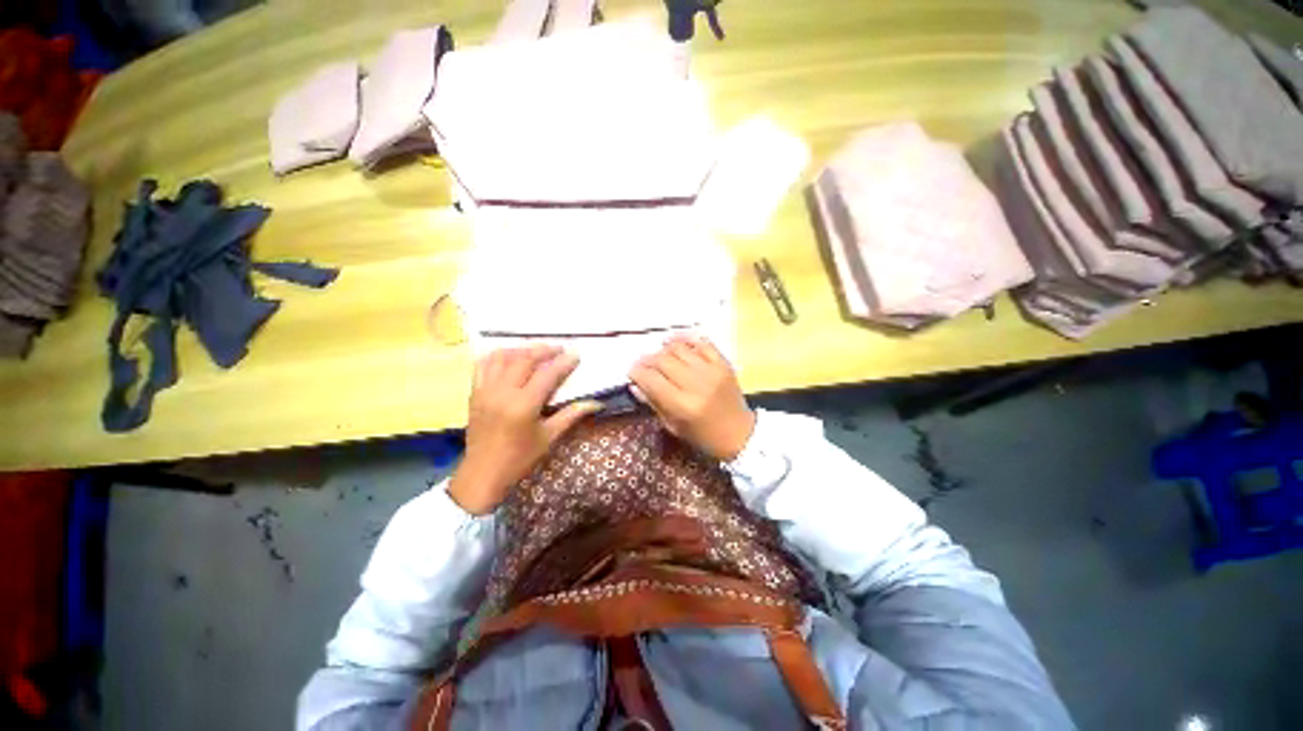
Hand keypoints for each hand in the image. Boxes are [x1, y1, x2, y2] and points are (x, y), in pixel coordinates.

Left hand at [449, 345, 600, 514]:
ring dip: (522, 349)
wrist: (482, 474)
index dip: (563, 363)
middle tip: (559, 348)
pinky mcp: (474, 393)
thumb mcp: (549, 437)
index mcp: (524, 406)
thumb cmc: (520, 458)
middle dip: (544, 350)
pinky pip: (483, 364)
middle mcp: (503, 392)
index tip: (575, 354)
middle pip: (524, 359)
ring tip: (537, 350)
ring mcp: (485, 391)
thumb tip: (596, 403)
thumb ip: (571, 415)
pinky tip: (509, 356)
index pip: (547, 375)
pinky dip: (497, 355)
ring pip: (502, 357)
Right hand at [629, 335, 755, 460]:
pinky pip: (702, 343)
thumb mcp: (673, 426)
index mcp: (682, 405)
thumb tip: (635, 384)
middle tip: (643, 363)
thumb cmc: (703, 436)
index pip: (651, 380)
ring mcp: (711, 371)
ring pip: (680, 348)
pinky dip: (687, 339)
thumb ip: (653, 403)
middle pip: (663, 360)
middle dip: (647, 359)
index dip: (636, 372)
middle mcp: (696, 384)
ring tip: (659, 354)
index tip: (631, 371)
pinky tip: (677, 341)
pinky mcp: (723, 364)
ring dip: (664, 349)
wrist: (740, 434)